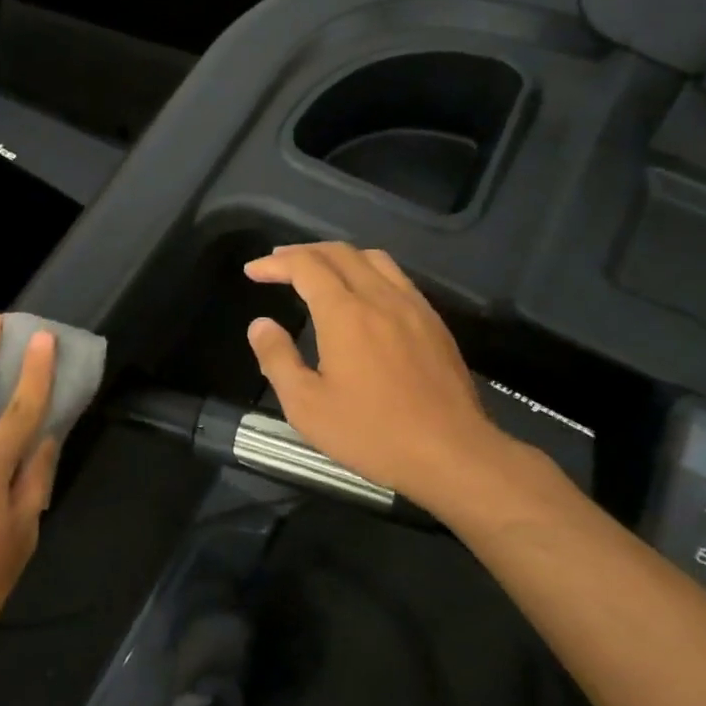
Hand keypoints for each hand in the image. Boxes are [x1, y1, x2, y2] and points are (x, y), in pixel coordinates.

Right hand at [244, 243, 538, 514]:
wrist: (452, 454)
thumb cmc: (372, 433)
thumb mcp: (306, 406)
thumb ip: (277, 359)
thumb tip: (261, 325)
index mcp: (345, 313)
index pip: (305, 266)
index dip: (275, 263)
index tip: (253, 271)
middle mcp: (380, 297)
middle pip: (339, 252)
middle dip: (303, 252)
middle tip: (277, 262)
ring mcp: (413, 306)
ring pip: (373, 258)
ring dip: (338, 256)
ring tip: (318, 269)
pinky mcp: (434, 322)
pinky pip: (396, 277)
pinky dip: (368, 271)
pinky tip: (363, 294)